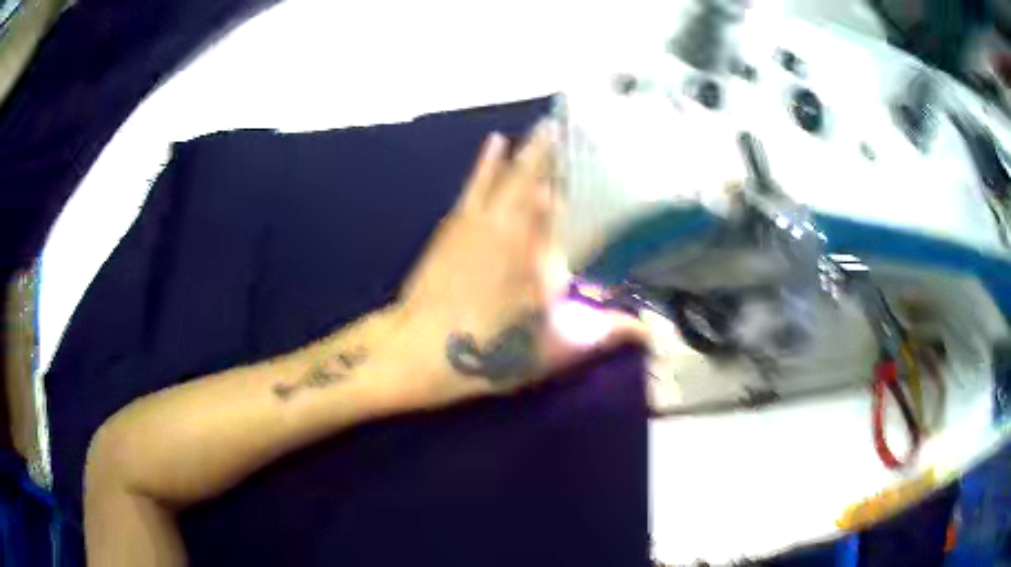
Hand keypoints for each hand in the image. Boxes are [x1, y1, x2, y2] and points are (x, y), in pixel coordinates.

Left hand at [387, 121, 648, 409]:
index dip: (586, 183)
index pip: (573, 210)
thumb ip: (603, 335)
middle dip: (559, 151)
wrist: (421, 349)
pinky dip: (488, 161)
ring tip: (548, 123)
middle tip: (575, 123)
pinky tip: (496, 141)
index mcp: (546, 258)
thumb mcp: (555, 350)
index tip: (604, 157)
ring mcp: (483, 222)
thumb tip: (649, 333)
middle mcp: (517, 229)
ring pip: (511, 174)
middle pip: (543, 181)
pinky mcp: (456, 224)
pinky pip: (477, 182)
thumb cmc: (491, 353)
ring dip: (530, 149)